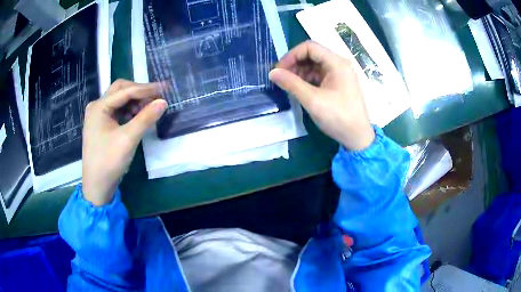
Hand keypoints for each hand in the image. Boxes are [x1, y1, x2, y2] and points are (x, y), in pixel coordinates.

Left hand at [82, 79, 166, 205]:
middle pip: (120, 90)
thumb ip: (146, 118)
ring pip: (119, 100)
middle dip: (139, 91)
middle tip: (156, 97)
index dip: (146, 88)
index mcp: (99, 106)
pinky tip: (137, 117)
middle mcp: (97, 107)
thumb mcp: (128, 139)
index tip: (165, 88)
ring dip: (134, 101)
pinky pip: (117, 111)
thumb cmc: (109, 161)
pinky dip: (129, 111)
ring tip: (148, 108)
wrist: (97, 186)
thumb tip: (163, 102)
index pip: (126, 91)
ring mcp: (98, 116)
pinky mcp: (101, 125)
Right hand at [269, 41, 374, 150]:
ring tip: (289, 85)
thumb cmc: (338, 117)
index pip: (310, 47)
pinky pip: (320, 75)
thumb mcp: (313, 100)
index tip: (279, 70)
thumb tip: (272, 73)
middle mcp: (339, 64)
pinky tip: (300, 89)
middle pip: (312, 54)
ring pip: (315, 65)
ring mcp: (340, 74)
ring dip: (300, 72)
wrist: (358, 138)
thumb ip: (291, 83)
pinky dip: (308, 79)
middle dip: (295, 64)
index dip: (291, 55)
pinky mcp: (339, 84)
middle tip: (282, 78)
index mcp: (337, 63)